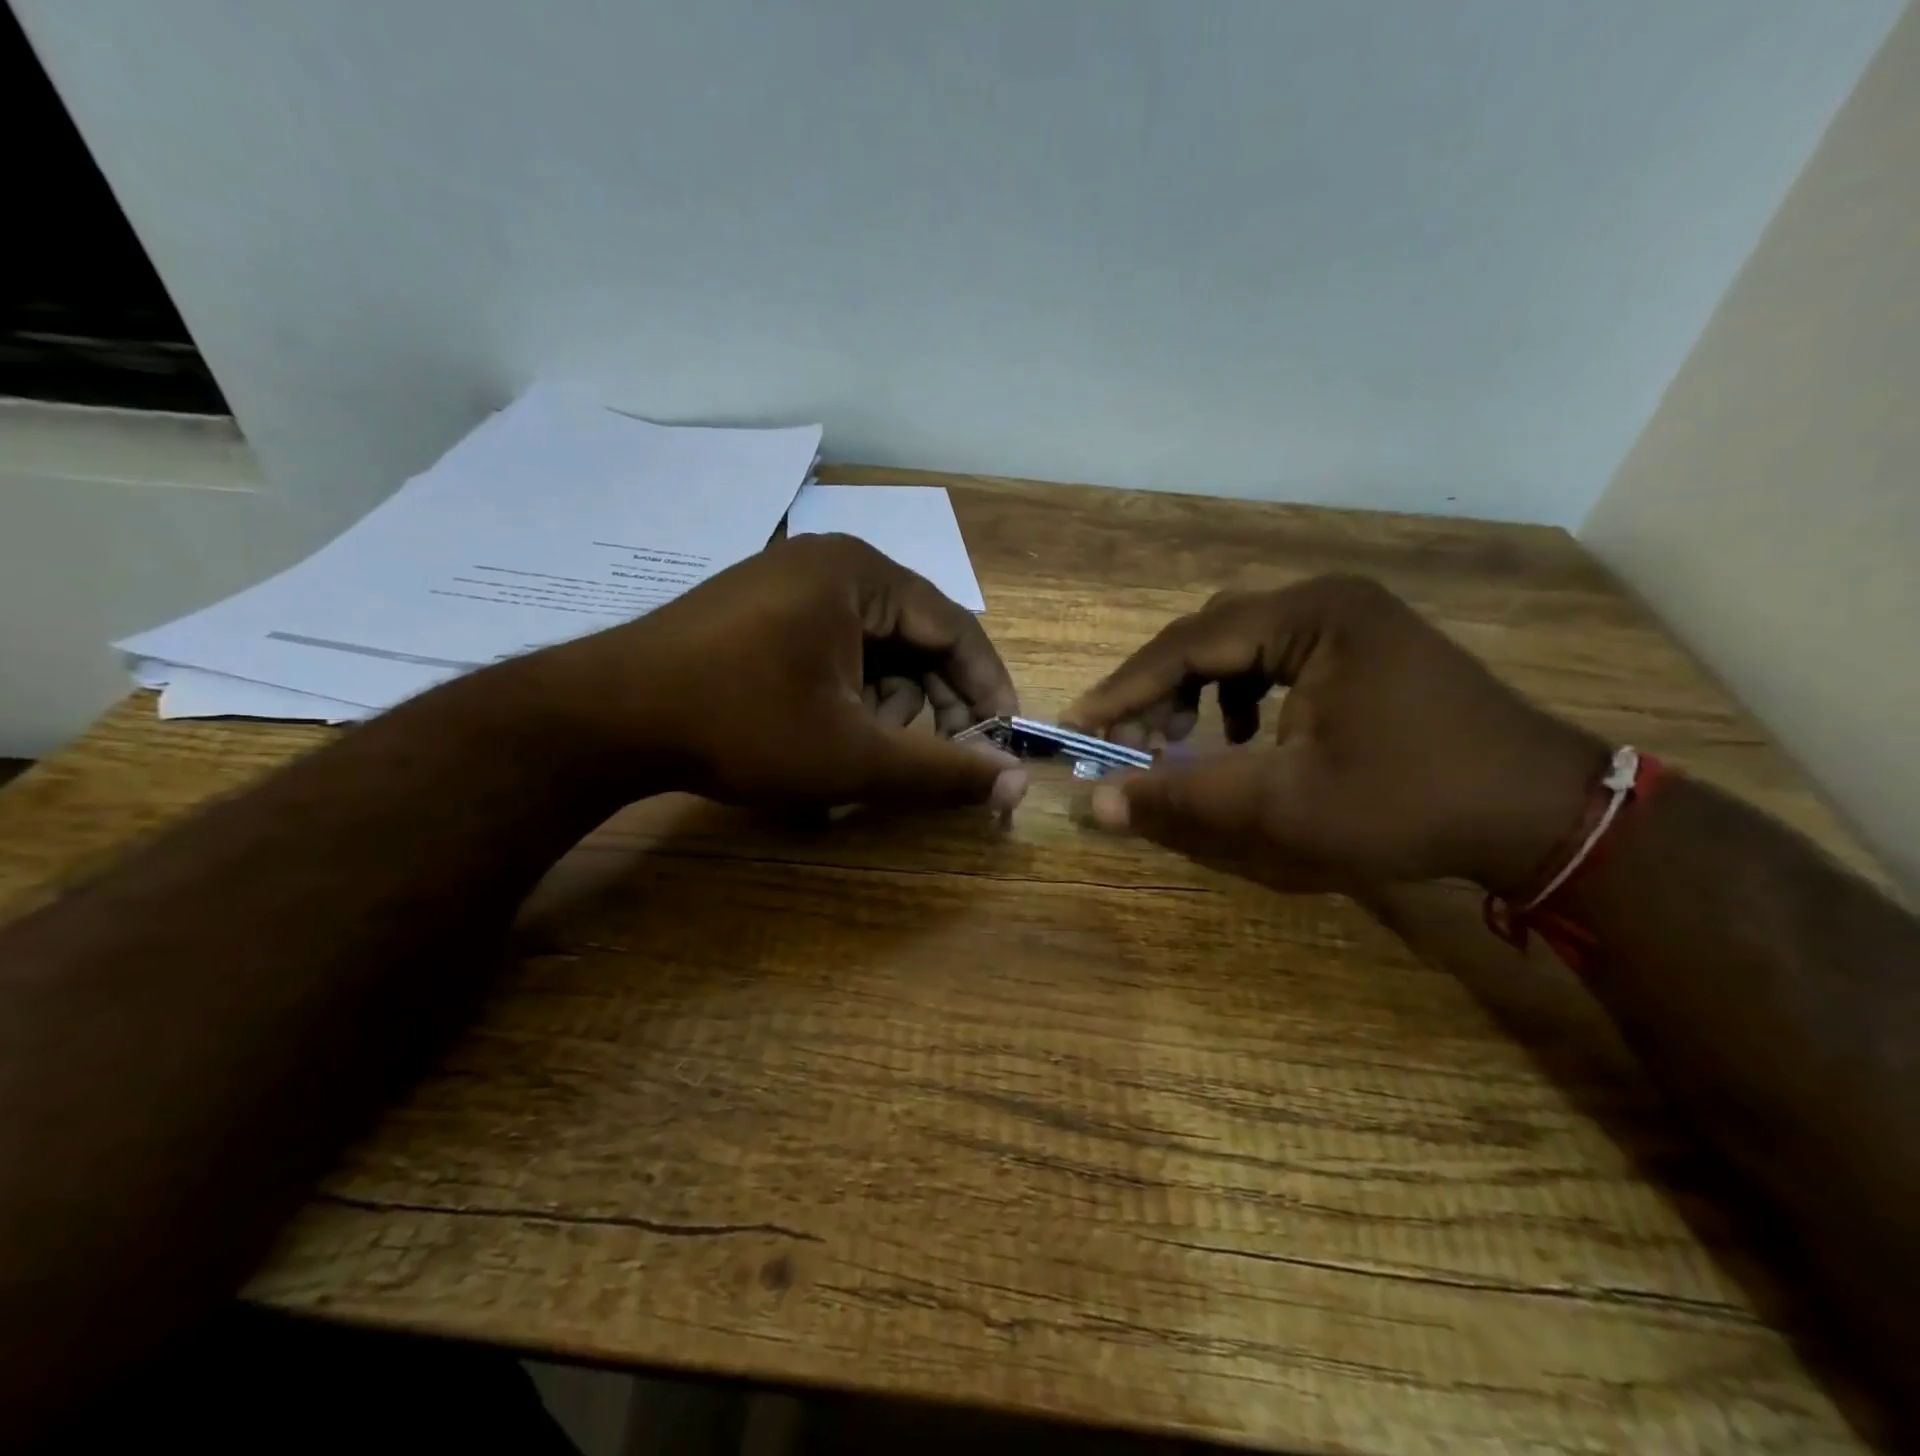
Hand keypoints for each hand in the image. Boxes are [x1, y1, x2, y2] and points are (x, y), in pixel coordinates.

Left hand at [532, 533, 1026, 812]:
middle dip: (925, 705)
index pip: (955, 627)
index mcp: (861, 574)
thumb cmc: (742, 725)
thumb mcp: (853, 755)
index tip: (1002, 739)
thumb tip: (1017, 786)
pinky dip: (842, 696)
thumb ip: (942, 771)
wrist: (605, 717)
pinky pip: (829, 650)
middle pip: (912, 638)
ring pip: (871, 650)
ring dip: (880, 707)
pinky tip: (822, 736)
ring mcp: (786, 584)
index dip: (986, 688)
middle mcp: (828, 564)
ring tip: (852, 754)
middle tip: (922, 760)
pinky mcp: (757, 610)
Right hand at [1062, 575, 1606, 892]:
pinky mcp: (1365, 647)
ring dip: (1197, 692)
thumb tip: (1095, 804)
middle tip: (1128, 743)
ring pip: (1239, 645)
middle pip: (1210, 635)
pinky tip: (1245, 739)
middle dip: (1159, 690)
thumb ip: (1183, 800)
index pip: (1187, 644)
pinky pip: (1276, 659)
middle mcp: (1327, 601)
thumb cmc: (1410, 806)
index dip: (1124, 690)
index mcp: (1310, 617)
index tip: (1078, 726)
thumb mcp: (1284, 810)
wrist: (1544, 815)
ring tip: (1184, 746)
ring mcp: (1351, 620)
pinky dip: (1240, 696)